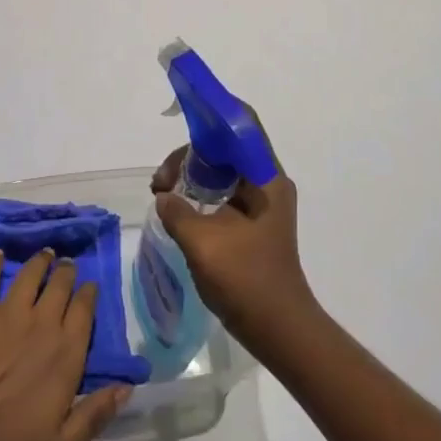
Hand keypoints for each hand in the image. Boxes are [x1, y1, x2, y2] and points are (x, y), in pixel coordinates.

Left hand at [0, 249, 129, 440]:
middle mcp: (43, 324)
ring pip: (31, 274)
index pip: (84, 311)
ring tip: (44, 254)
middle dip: (66, 272)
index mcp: (66, 353)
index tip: (89, 286)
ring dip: (40, 261)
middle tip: (66, 265)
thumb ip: (95, 415)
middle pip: (60, 286)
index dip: (88, 294)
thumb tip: (127, 388)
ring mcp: (8, 313)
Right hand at [151, 134, 317, 354]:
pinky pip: (223, 192)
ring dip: (191, 175)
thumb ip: (178, 211)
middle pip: (226, 147)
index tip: (182, 113)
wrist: (279, 330)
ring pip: (222, 170)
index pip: (242, 124)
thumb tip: (165, 197)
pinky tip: (177, 208)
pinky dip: (199, 192)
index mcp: (265, 178)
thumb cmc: (247, 281)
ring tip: (163, 194)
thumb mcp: (203, 242)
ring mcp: (261, 203)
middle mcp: (267, 182)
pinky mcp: (253, 222)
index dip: (213, 110)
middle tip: (161, 182)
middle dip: (190, 155)